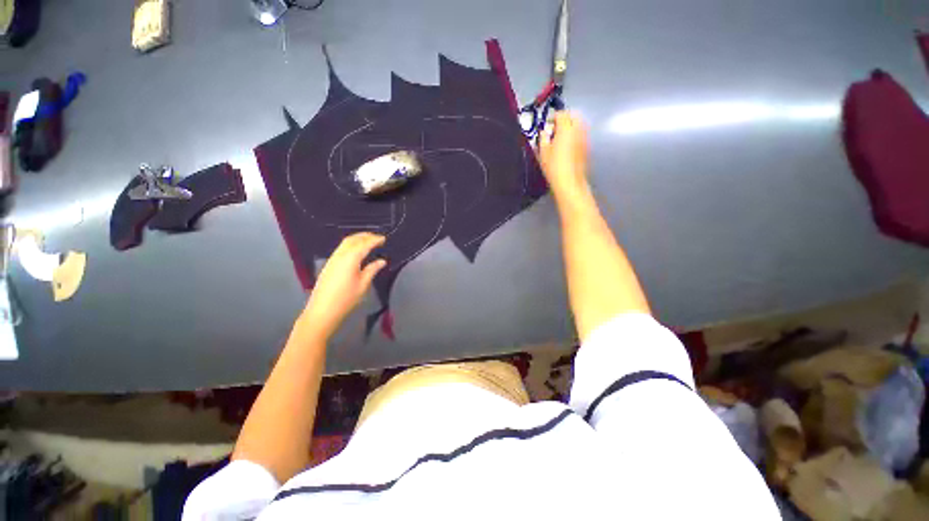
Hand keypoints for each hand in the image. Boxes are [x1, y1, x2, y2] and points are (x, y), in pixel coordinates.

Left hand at [301, 233, 386, 339]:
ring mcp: (332, 259)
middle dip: (365, 235)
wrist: (322, 311)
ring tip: (369, 241)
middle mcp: (340, 255)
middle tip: (378, 237)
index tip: (385, 238)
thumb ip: (372, 270)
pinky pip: (341, 248)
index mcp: (350, 259)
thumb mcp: (363, 284)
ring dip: (357, 238)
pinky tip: (357, 250)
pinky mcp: (329, 264)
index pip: (364, 244)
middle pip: (353, 239)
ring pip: (345, 243)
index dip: (375, 240)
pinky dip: (351, 244)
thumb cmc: (346, 299)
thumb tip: (382, 261)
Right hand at [537, 111, 590, 200]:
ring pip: (579, 124)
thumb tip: (545, 131)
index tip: (546, 125)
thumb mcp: (542, 152)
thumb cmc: (553, 166)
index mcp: (566, 128)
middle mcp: (578, 129)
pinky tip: (567, 146)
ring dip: (571, 126)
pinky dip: (575, 134)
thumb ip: (543, 138)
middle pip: (574, 115)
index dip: (553, 117)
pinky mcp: (587, 147)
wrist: (569, 181)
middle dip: (564, 118)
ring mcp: (585, 137)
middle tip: (555, 128)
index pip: (561, 114)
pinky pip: (582, 134)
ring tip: (561, 137)